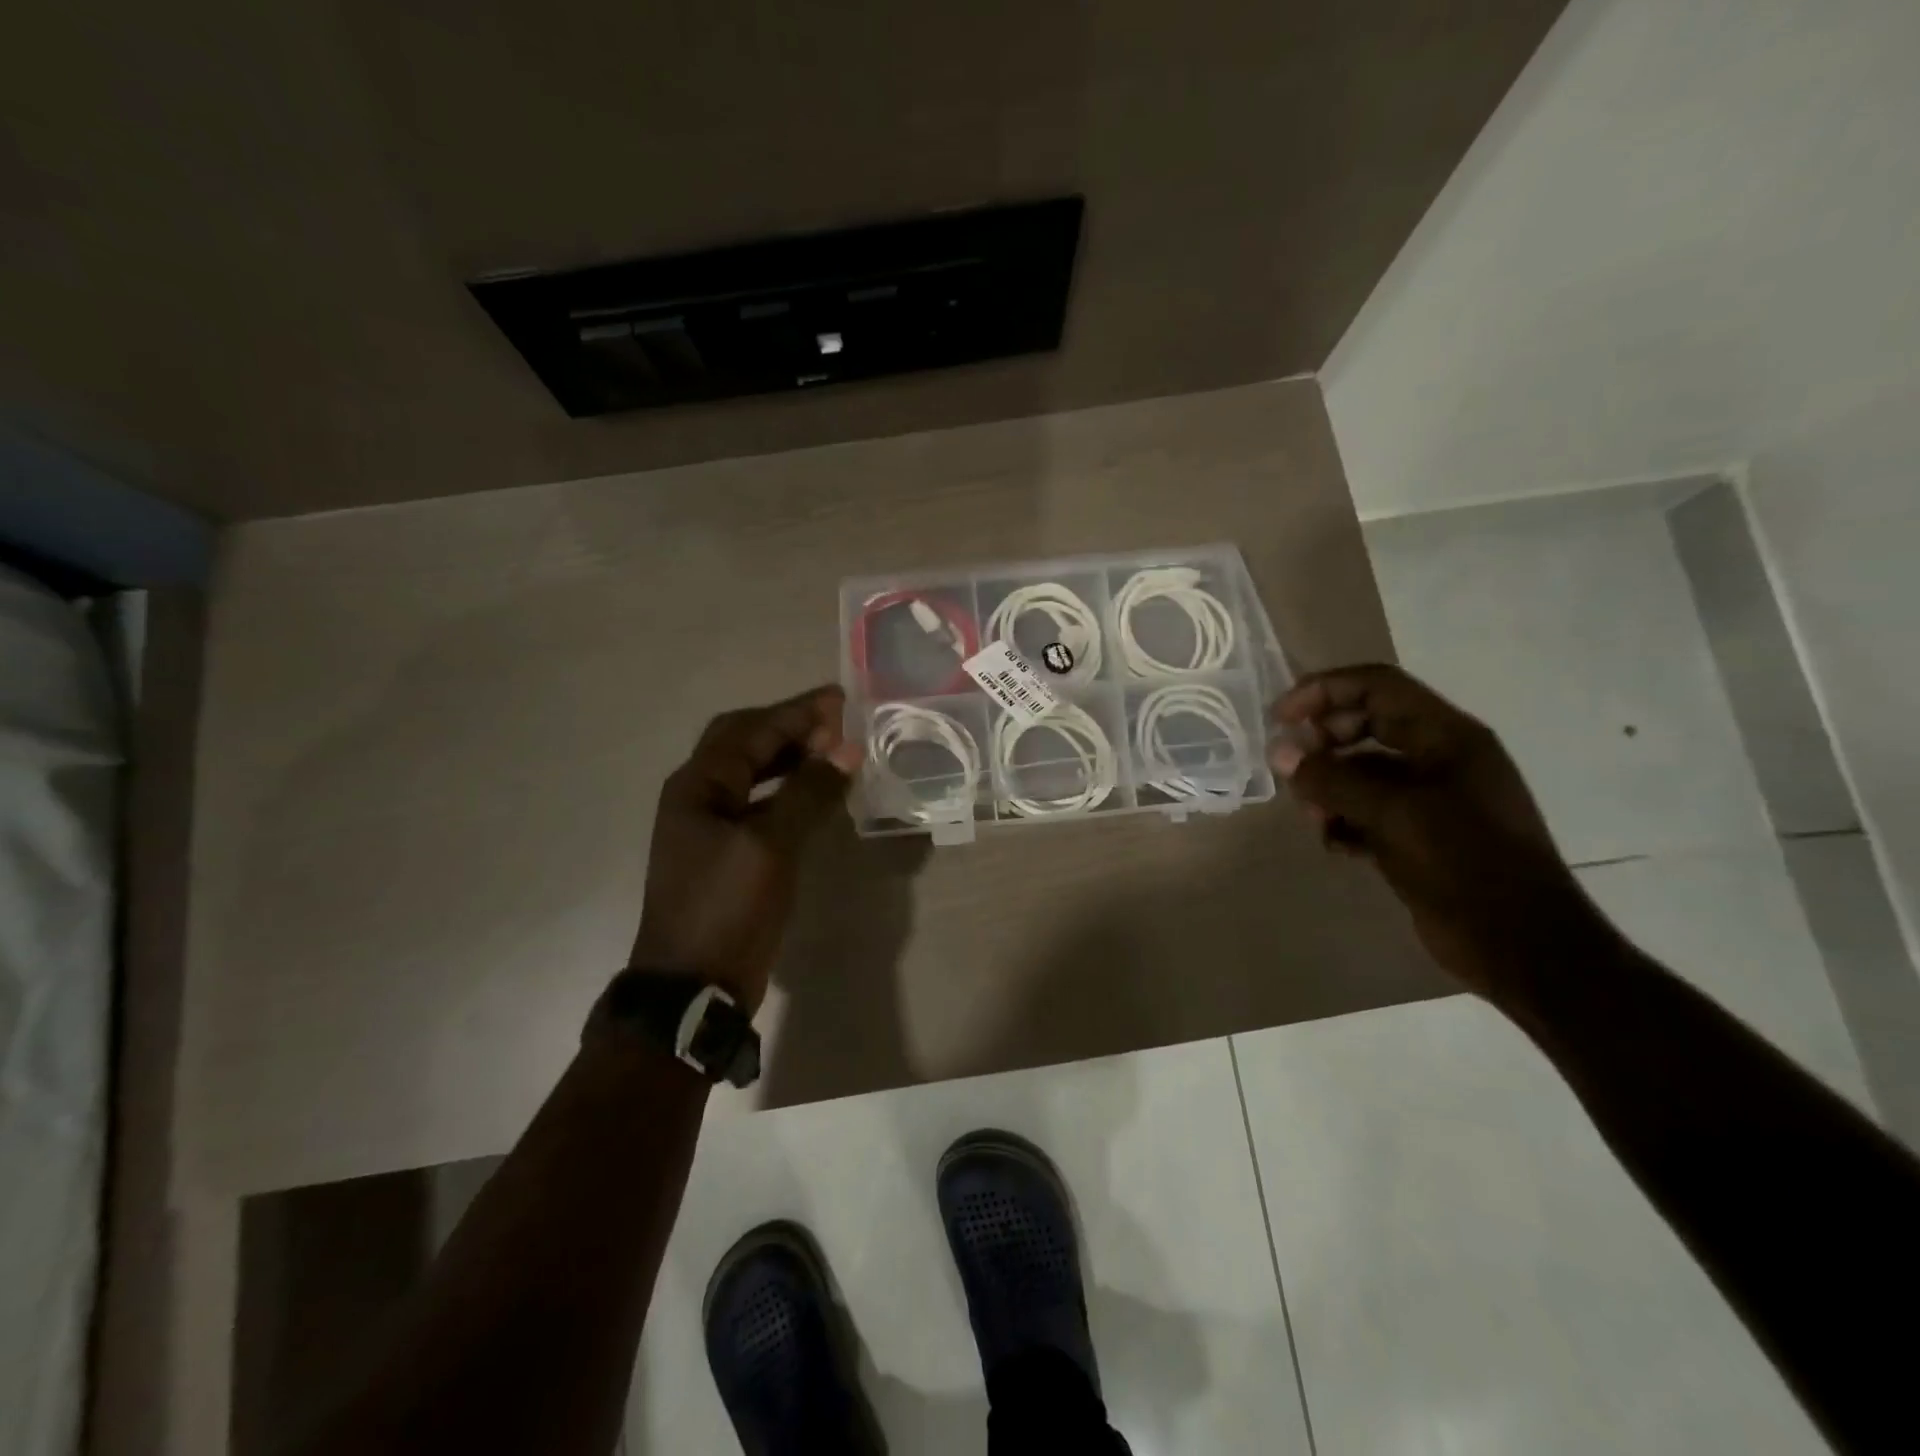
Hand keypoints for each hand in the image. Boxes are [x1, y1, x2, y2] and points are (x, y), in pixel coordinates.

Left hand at [629, 685, 862, 1012]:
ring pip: (753, 772)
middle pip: (745, 742)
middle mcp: (699, 796)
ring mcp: (710, 826)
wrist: (693, 986)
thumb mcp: (771, 845)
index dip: (797, 712)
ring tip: (833, 750)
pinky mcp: (727, 852)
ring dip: (790, 756)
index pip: (751, 730)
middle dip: (790, 726)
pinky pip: (760, 803)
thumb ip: (808, 792)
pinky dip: (789, 789)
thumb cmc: (727, 907)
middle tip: (837, 721)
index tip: (841, 699)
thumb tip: (846, 749)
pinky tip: (816, 794)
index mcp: (698, 784)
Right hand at [1270, 664, 1595, 996]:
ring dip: (1329, 788)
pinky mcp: (1421, 835)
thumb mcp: (1393, 814)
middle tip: (1292, 771)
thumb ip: (1332, 779)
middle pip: (1364, 725)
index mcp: (1446, 736)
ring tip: (1315, 818)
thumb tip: (1279, 753)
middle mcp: (1439, 757)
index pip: (1376, 686)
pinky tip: (1336, 845)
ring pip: (1362, 771)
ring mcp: (1431, 798)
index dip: (1323, 691)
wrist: (1522, 946)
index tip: (1280, 718)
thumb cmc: (1465, 864)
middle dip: (1322, 744)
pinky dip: (1345, 821)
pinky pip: (1369, 810)